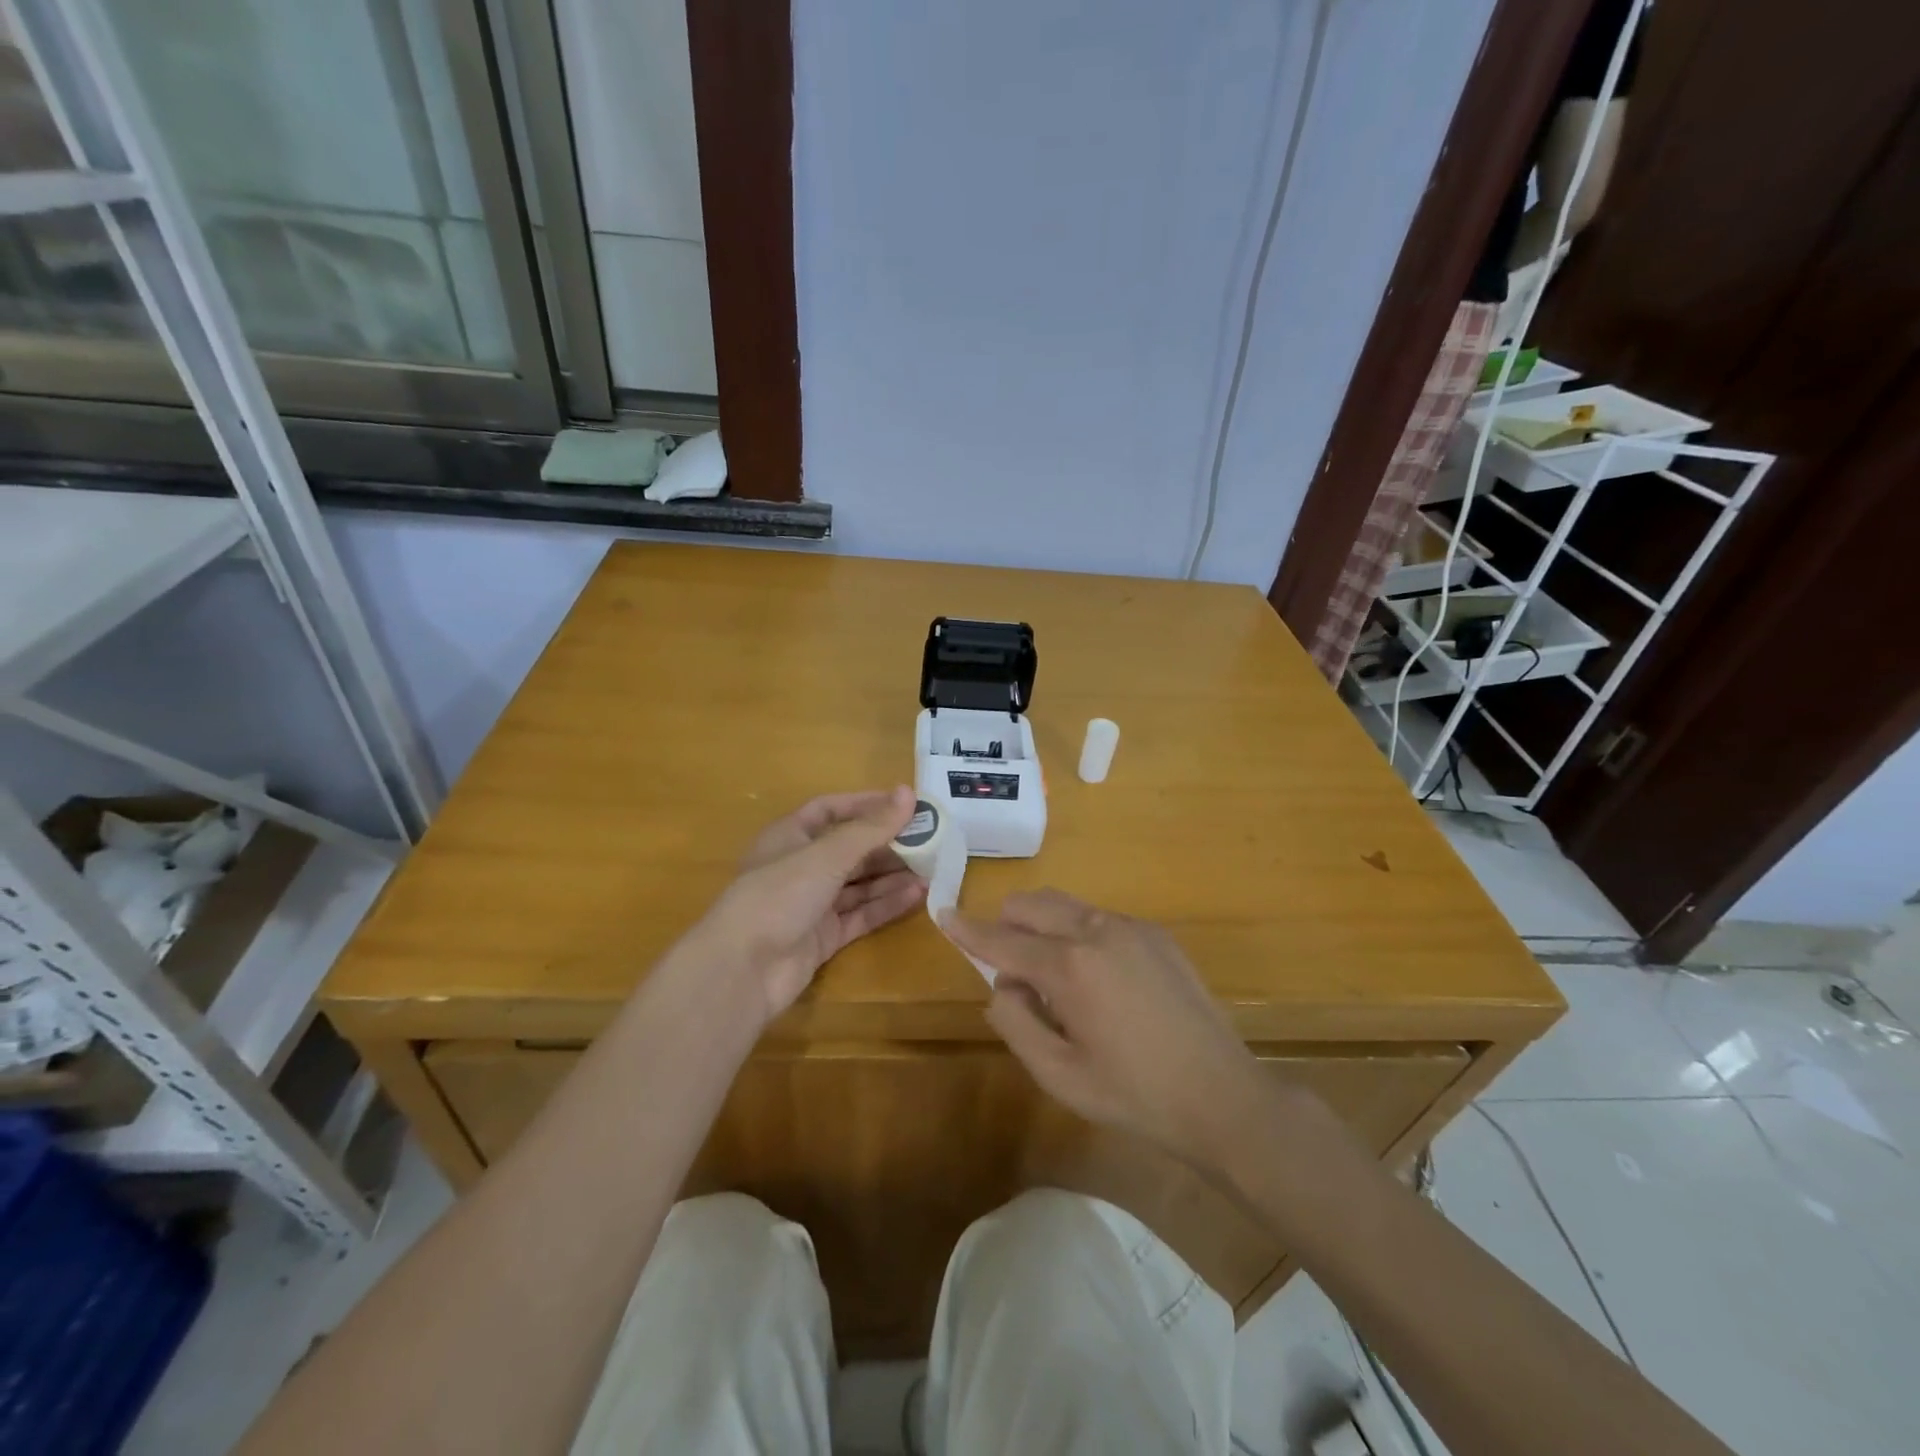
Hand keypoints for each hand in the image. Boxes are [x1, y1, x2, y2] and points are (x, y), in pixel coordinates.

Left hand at [692, 788, 923, 1024]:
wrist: (743, 970)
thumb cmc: (779, 895)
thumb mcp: (827, 854)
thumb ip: (870, 827)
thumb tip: (908, 793)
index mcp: (789, 837)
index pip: (831, 810)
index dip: (866, 804)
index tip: (905, 804)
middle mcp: (800, 867)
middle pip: (850, 848)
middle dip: (887, 843)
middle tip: (930, 839)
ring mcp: (812, 904)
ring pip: (859, 883)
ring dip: (892, 875)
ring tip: (932, 867)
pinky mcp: (823, 937)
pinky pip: (861, 914)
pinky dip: (887, 904)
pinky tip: (918, 895)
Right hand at [946, 890, 1269, 1168]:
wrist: (1222, 1096)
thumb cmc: (1133, 1094)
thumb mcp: (1059, 1075)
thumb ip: (1016, 1022)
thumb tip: (1002, 985)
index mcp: (1069, 966)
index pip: (1003, 939)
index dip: (968, 930)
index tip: (944, 914)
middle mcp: (1097, 931)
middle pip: (1033, 904)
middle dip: (1007, 923)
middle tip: (1005, 964)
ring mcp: (1132, 928)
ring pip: (1067, 906)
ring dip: (1043, 927)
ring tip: (1053, 978)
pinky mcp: (1157, 935)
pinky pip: (1099, 919)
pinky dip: (1079, 934)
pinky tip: (1097, 979)